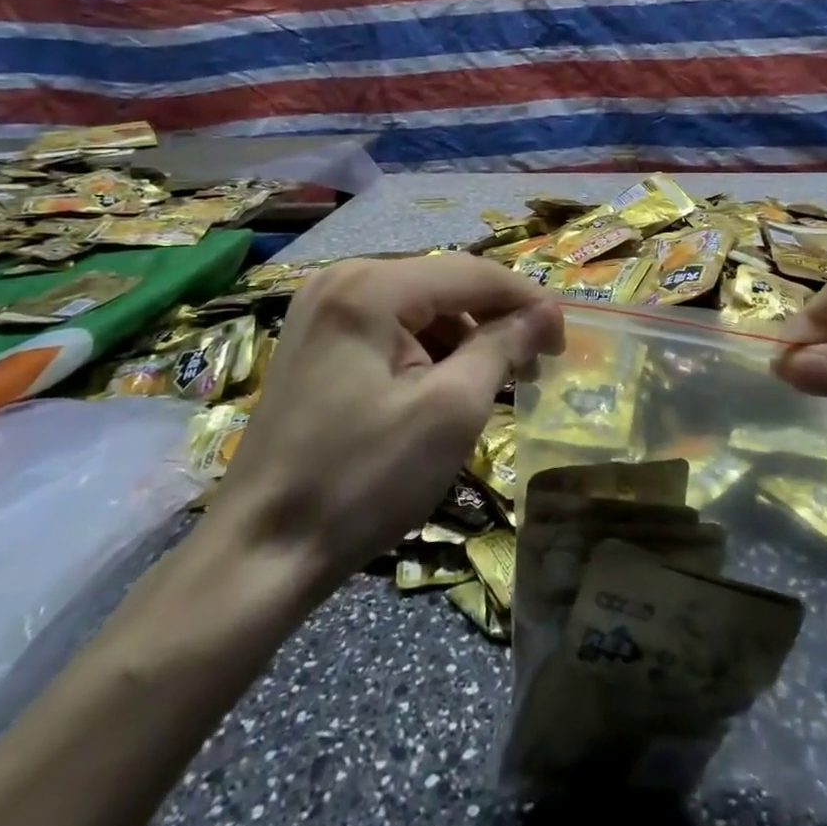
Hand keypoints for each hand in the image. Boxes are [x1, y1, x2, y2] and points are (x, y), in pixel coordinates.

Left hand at [208, 255, 562, 580]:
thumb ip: (503, 347)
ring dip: (463, 338)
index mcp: (371, 287)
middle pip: (444, 284)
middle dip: (495, 321)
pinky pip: (389, 328)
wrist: (262, 552)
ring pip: (419, 306)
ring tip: (491, 385)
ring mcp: (320, 309)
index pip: (473, 273)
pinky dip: (426, 351)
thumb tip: (545, 314)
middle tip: (534, 368)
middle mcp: (341, 279)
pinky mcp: (313, 341)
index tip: (564, 342)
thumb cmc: (363, 479)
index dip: (529, 301)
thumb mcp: (451, 410)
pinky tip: (442, 388)